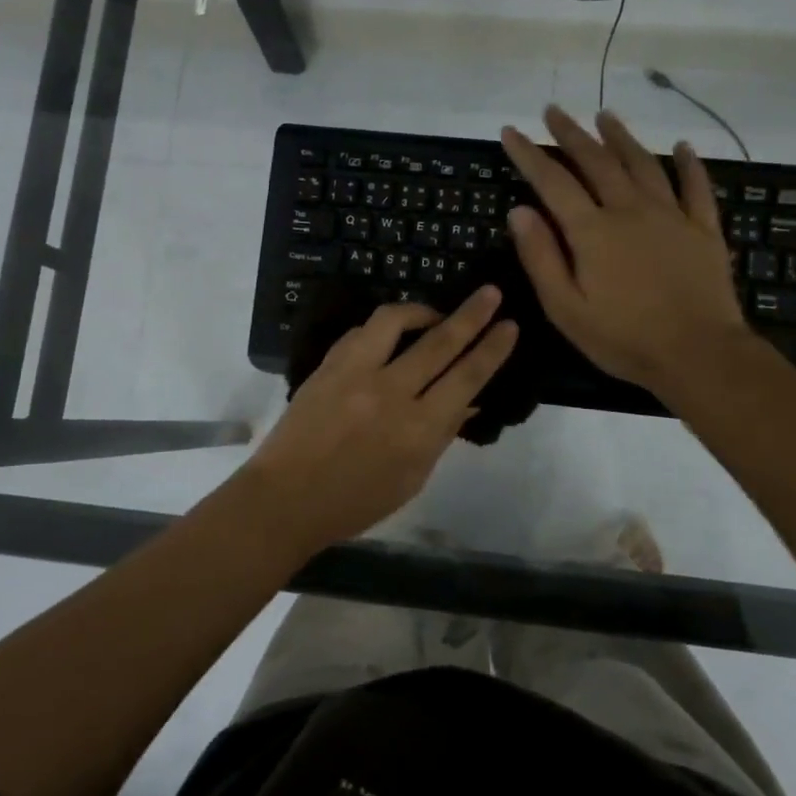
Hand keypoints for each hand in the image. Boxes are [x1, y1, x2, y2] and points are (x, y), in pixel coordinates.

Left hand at [235, 287, 518, 551]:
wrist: (285, 499)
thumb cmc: (355, 502)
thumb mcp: (412, 479)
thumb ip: (441, 435)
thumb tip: (468, 400)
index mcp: (418, 429)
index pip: (466, 377)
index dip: (492, 349)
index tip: (510, 325)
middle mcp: (390, 393)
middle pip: (439, 342)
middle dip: (471, 314)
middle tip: (490, 293)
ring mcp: (354, 374)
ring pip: (394, 321)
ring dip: (421, 311)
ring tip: (433, 315)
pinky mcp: (327, 365)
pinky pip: (360, 332)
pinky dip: (381, 329)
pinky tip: (389, 336)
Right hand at [501, 106, 747, 397]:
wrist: (698, 354)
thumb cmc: (623, 338)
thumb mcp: (565, 308)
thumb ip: (541, 256)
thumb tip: (518, 210)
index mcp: (592, 231)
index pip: (552, 182)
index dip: (529, 155)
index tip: (511, 131)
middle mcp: (630, 210)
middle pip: (596, 161)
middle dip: (571, 134)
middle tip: (554, 110)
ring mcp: (671, 216)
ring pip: (643, 164)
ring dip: (621, 137)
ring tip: (605, 116)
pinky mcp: (703, 229)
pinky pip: (696, 187)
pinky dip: (689, 164)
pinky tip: (683, 147)